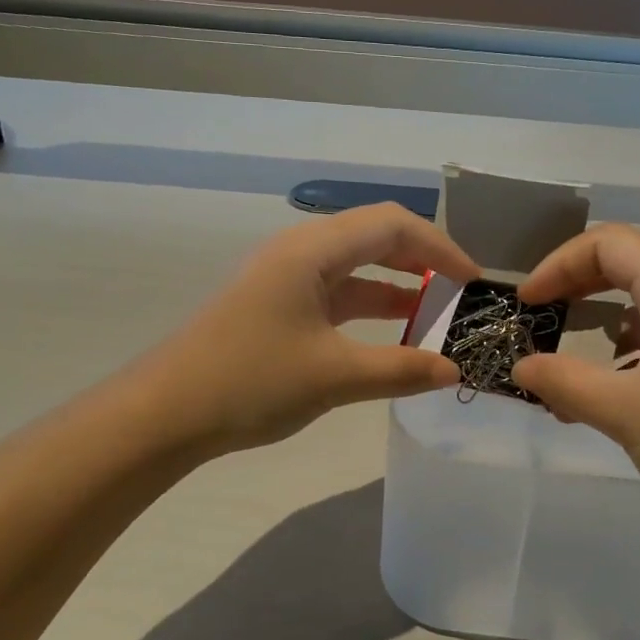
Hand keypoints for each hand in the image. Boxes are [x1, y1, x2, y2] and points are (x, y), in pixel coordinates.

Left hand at [148, 204, 479, 454]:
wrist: (166, 413)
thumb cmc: (251, 381)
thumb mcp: (335, 376)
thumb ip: (401, 369)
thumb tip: (453, 371)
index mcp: (312, 250)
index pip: (392, 225)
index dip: (439, 247)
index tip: (473, 282)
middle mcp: (299, 252)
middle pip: (374, 238)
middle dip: (421, 262)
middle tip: (460, 295)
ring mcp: (284, 279)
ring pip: (354, 269)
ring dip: (395, 289)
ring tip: (435, 318)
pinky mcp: (275, 307)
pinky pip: (335, 296)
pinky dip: (368, 311)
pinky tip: (390, 338)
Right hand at [511, 224, 639, 535]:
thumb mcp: (624, 412)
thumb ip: (563, 382)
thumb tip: (520, 367)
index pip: (610, 243)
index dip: (559, 265)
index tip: (527, 305)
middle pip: (630, 265)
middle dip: (576, 290)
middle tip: (540, 322)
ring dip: (601, 327)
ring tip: (568, 373)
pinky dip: (630, 351)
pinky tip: (613, 393)